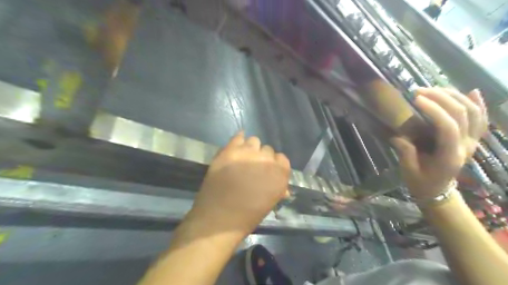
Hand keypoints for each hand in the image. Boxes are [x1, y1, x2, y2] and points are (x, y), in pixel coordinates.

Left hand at [188, 131, 288, 233]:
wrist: (218, 217)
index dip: (274, 165)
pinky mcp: (230, 150)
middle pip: (267, 150)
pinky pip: (238, 136)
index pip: (282, 159)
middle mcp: (266, 159)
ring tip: (242, 159)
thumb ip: (278, 189)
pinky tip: (235, 148)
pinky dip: (238, 141)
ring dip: (250, 149)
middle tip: (252, 168)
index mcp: (280, 174)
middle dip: (261, 158)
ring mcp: (247, 153)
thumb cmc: (247, 216)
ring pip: (254, 141)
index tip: (267, 172)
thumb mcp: (269, 203)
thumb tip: (283, 188)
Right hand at [392, 87, 487, 200]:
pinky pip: (481, 119)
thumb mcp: (409, 169)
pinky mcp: (472, 139)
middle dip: (441, 98)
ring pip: (474, 112)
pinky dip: (478, 104)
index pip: (448, 127)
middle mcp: (467, 146)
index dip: (434, 110)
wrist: (437, 191)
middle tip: (419, 91)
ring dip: (455, 97)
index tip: (416, 99)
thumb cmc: (421, 182)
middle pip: (462, 114)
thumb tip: (398, 135)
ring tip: (434, 89)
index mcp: (450, 156)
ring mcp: (472, 142)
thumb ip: (406, 151)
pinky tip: (472, 91)